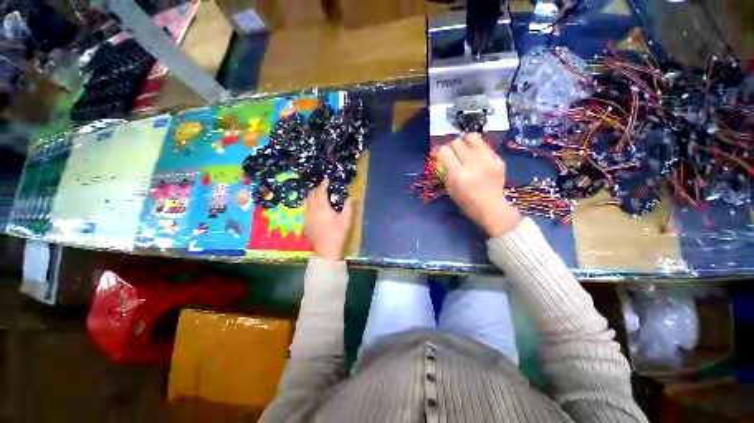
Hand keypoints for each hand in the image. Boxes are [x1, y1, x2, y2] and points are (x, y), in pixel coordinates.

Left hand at [304, 178, 354, 260]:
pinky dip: (309, 204)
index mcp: (322, 207)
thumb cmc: (337, 233)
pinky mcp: (304, 223)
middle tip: (324, 187)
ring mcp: (306, 217)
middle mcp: (312, 209)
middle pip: (311, 195)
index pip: (320, 191)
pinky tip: (313, 208)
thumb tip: (351, 197)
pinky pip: (304, 209)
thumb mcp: (346, 219)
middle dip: (317, 189)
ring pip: (306, 201)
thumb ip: (348, 206)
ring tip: (317, 195)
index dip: (323, 184)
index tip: (327, 180)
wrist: (326, 249)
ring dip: (311, 195)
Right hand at [435, 133, 520, 236]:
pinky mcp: (497, 158)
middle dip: (451, 147)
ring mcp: (487, 159)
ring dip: (464, 143)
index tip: (440, 156)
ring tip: (465, 150)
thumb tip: (441, 155)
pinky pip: (483, 144)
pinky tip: (477, 156)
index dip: (439, 152)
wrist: (491, 207)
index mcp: (458, 174)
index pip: (444, 151)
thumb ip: (445, 170)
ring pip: (471, 137)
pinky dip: (476, 148)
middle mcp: (472, 163)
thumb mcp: (450, 188)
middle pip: (456, 142)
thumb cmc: (466, 201)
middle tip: (452, 154)